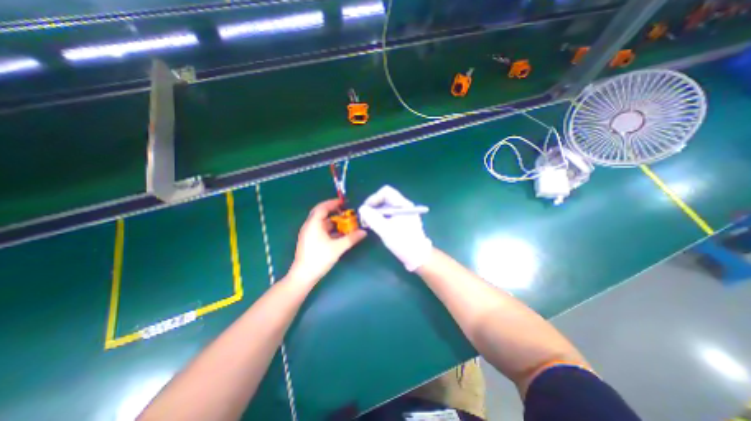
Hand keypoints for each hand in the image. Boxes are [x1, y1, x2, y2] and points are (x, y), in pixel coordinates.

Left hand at [288, 199, 367, 283]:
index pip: (322, 207)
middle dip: (334, 212)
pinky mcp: (310, 241)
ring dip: (333, 222)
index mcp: (313, 224)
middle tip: (345, 212)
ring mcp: (308, 234)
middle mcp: (309, 226)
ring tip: (345, 223)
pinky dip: (330, 229)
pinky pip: (321, 230)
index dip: (333, 203)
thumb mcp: (337, 248)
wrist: (303, 276)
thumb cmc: (319, 258)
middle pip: (321, 214)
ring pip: (322, 223)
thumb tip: (364, 232)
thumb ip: (351, 238)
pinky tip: (339, 234)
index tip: (343, 202)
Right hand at [358, 187, 434, 270]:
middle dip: (373, 206)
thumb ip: (372, 218)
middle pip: (385, 198)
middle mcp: (404, 206)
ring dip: (376, 213)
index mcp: (403, 205)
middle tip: (365, 218)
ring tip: (369, 224)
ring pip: (386, 207)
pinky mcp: (403, 220)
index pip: (386, 192)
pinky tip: (376, 226)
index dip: (373, 198)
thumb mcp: (385, 231)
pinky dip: (381, 217)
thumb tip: (362, 208)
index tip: (365, 210)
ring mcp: (404, 213)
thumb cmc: (403, 243)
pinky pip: (389, 214)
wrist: (418, 257)